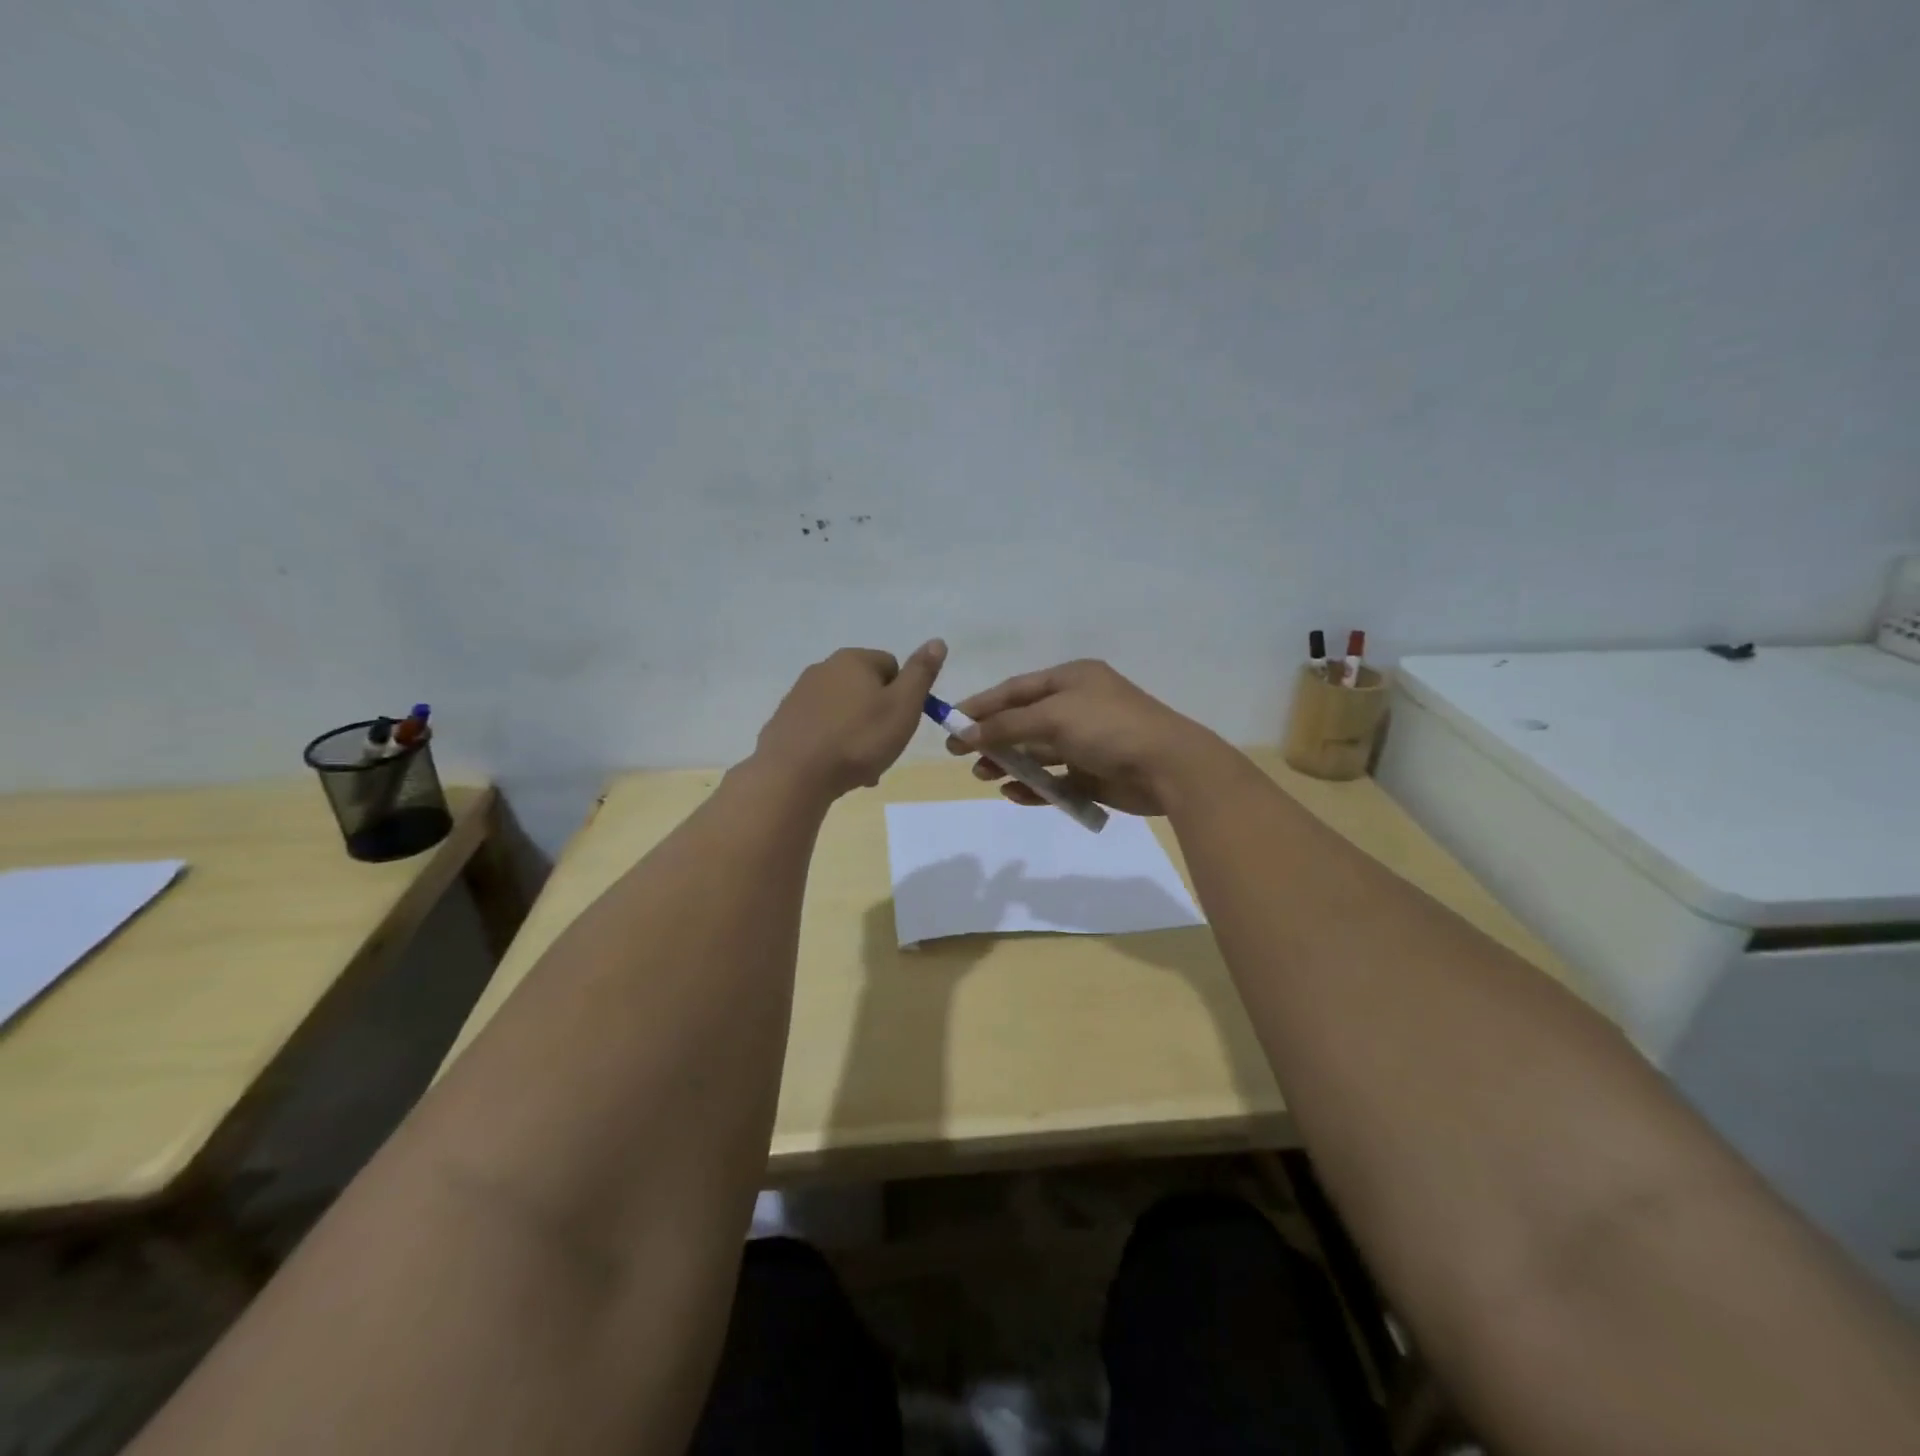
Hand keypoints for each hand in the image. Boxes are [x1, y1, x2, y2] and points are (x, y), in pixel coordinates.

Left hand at [754, 640, 946, 799]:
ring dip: (857, 735)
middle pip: (866, 690)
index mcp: (854, 659)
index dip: (902, 696)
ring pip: (844, 712)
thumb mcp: (903, 707)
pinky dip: (832, 744)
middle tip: (883, 749)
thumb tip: (937, 641)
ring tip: (860, 767)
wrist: (794, 775)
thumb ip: (921, 673)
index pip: (892, 667)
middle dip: (878, 718)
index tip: (900, 725)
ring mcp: (799, 694)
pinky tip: (834, 769)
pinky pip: (821, 728)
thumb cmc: (858, 740)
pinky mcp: (785, 720)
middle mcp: (823, 668)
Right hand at [946, 659, 1222, 815]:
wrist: (1169, 767)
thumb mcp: (1052, 717)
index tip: (950, 722)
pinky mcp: (1093, 774)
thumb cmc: (1108, 728)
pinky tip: (1014, 793)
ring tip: (983, 776)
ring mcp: (1087, 742)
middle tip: (961, 755)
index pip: (1015, 690)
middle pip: (1023, 721)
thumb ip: (1005, 726)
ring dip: (1009, 762)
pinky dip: (1034, 786)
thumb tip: (965, 734)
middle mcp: (1078, 707)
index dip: (981, 705)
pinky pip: (1055, 780)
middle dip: (993, 737)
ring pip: (1037, 752)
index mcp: (1071, 680)